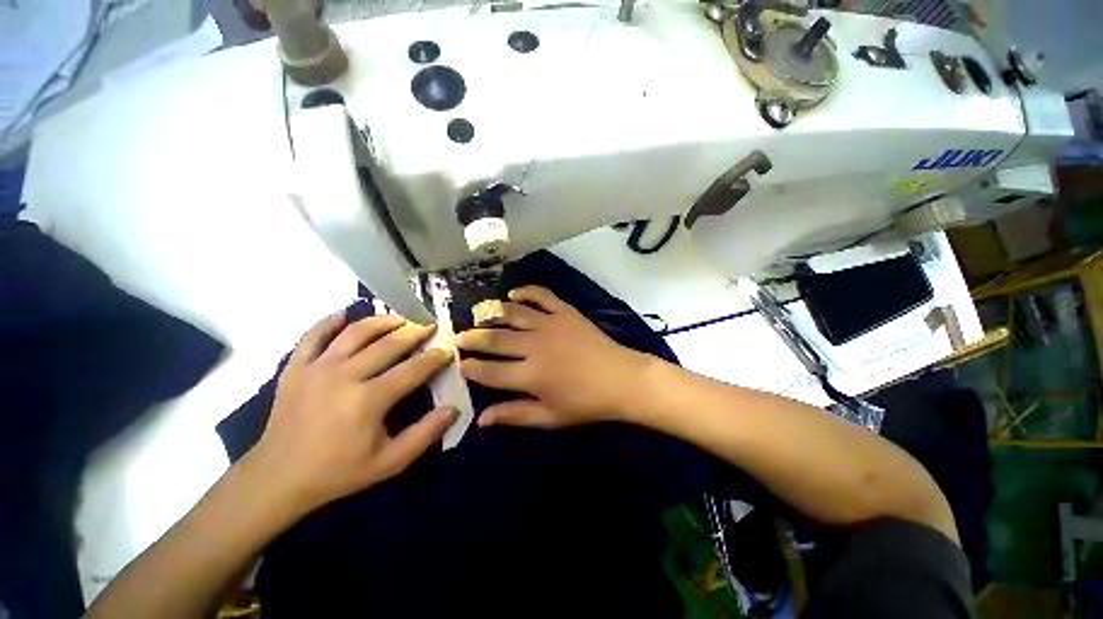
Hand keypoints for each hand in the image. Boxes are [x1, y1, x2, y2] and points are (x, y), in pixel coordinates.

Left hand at [247, 312, 455, 513]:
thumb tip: (453, 409)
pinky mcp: (295, 368)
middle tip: (430, 326)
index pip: (413, 369)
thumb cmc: (338, 472)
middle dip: (415, 332)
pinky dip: (329, 321)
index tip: (448, 350)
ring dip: (382, 321)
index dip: (435, 358)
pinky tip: (344, 313)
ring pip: (355, 332)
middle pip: (389, 344)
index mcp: (369, 399)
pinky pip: (313, 335)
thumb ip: (425, 434)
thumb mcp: (389, 463)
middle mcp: (345, 375)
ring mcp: (317, 368)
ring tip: (400, 318)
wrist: (277, 479)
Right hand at [455, 286, 649, 428]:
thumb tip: (480, 419)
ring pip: (512, 314)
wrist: (622, 379)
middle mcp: (534, 346)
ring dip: (492, 313)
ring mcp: (550, 325)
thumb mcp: (550, 417)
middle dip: (472, 338)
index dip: (471, 368)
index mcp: (530, 375)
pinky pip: (541, 295)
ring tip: (479, 313)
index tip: (460, 364)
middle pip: (494, 339)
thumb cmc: (586, 403)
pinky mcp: (565, 312)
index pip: (489, 372)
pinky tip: (513, 293)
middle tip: (459, 337)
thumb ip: (515, 415)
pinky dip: (525, 291)